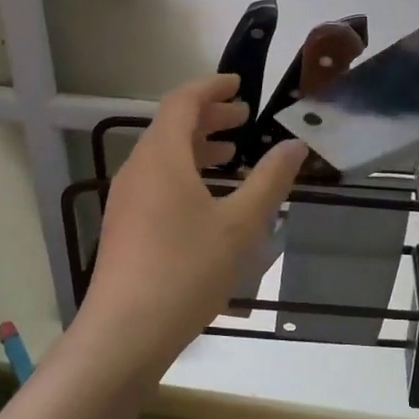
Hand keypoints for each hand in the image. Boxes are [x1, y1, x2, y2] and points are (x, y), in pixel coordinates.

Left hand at [81, 74, 306, 366]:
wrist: (125, 334)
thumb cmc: (186, 270)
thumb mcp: (240, 225)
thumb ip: (269, 180)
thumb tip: (294, 145)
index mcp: (162, 157)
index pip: (182, 101)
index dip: (212, 87)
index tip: (240, 84)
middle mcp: (138, 169)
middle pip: (171, 126)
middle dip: (208, 117)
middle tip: (244, 119)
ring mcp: (126, 199)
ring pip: (163, 156)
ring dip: (197, 147)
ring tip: (231, 156)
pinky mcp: (124, 226)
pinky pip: (156, 181)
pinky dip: (185, 173)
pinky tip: (208, 200)